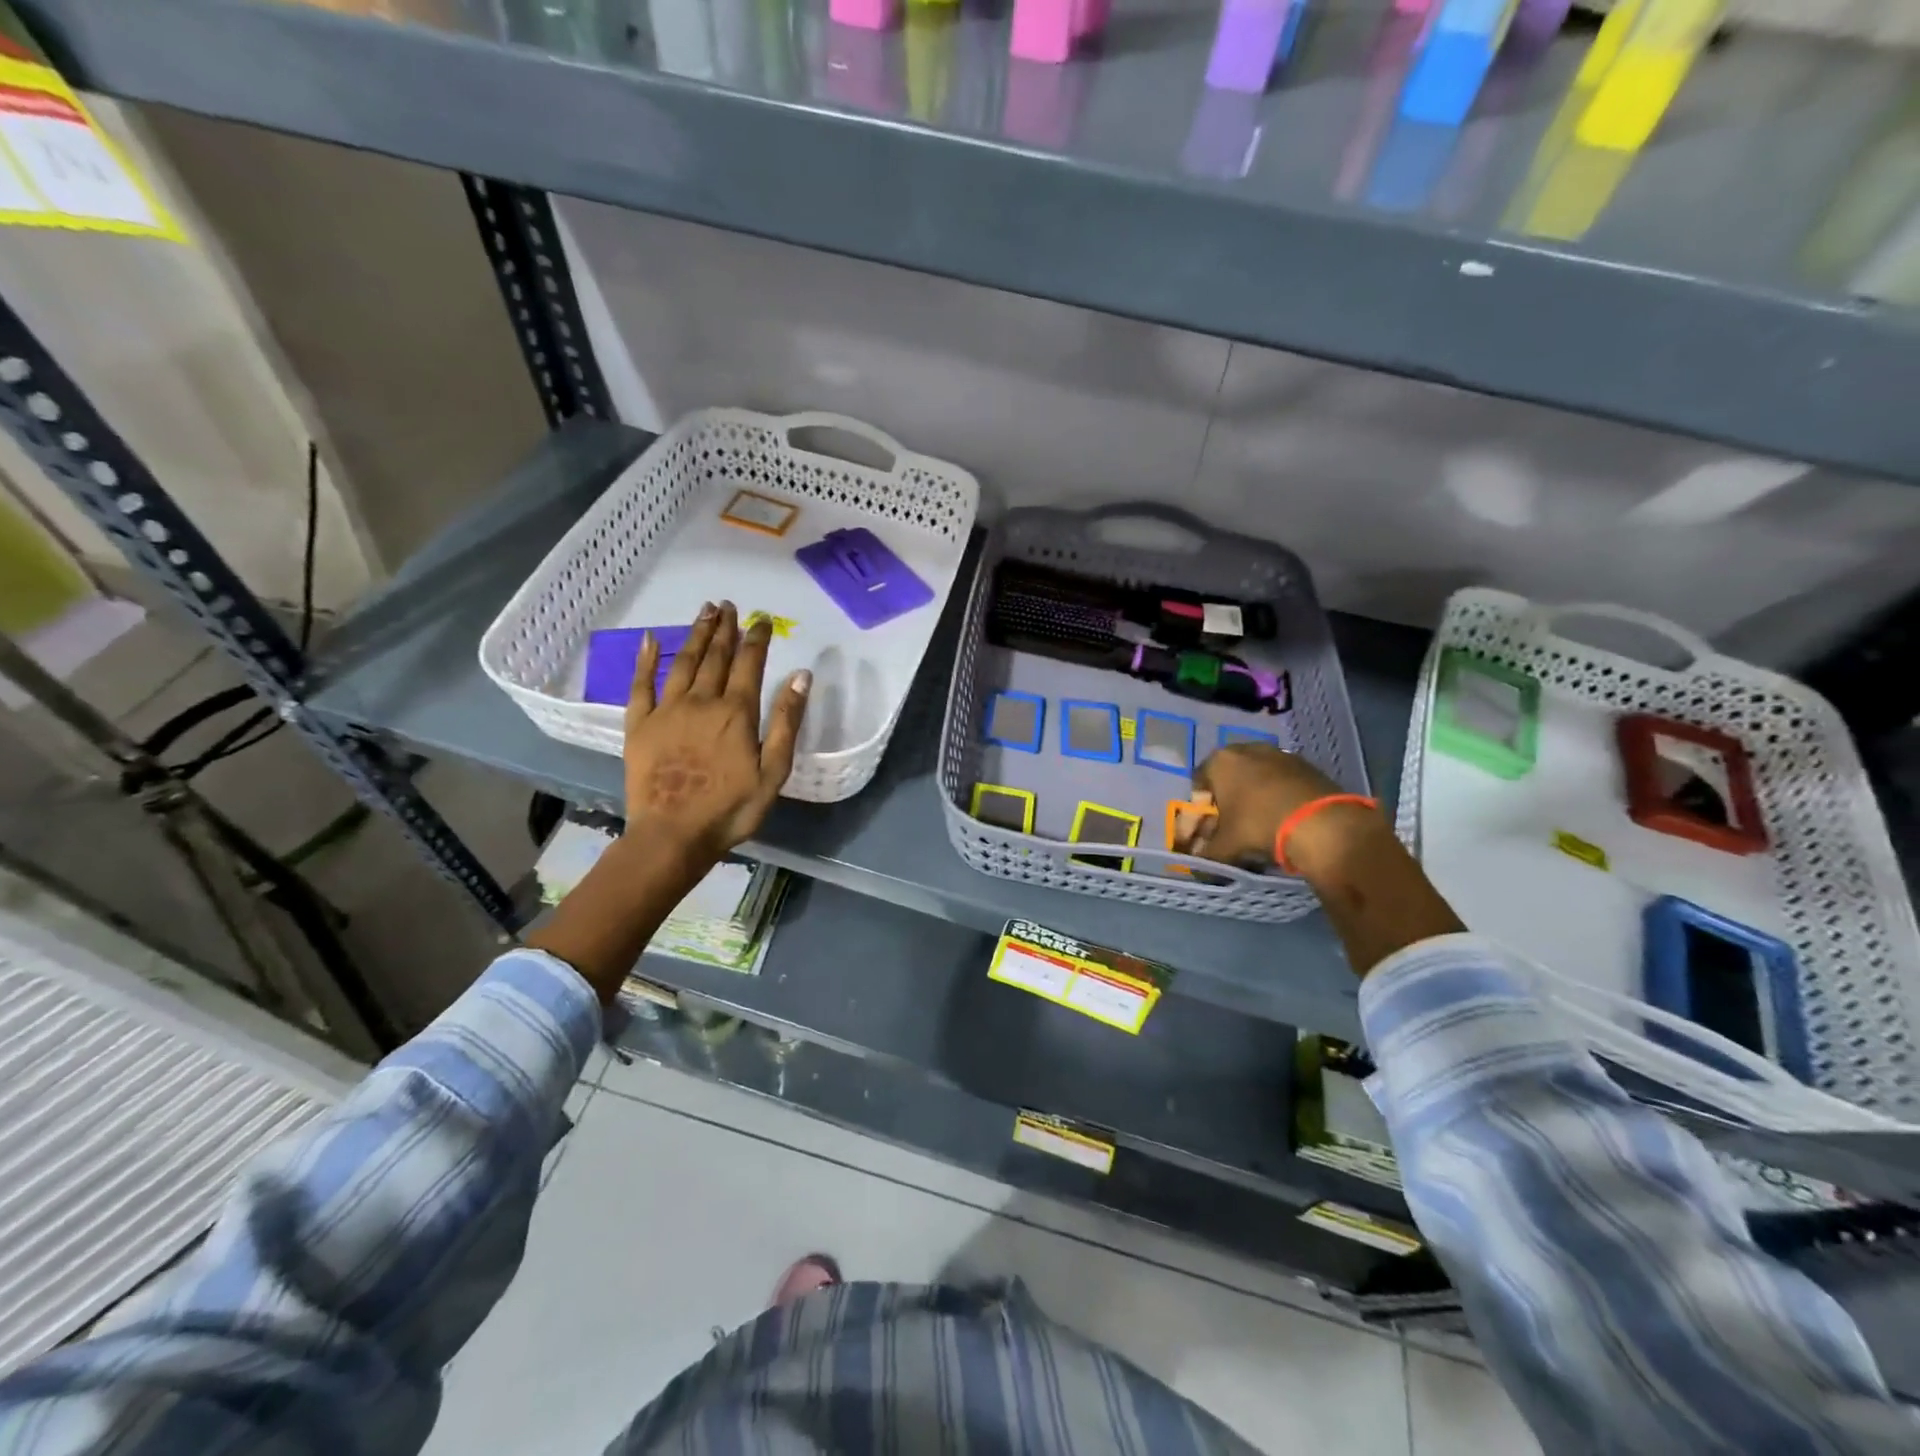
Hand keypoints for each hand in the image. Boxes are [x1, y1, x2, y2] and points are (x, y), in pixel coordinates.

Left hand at [623, 600, 809, 864]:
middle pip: (714, 656)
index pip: (749, 664)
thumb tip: (802, 675)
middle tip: (728, 605)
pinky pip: (641, 685)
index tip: (762, 619)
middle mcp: (701, 701)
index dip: (757, 638)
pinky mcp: (639, 725)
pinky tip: (650, 640)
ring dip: (695, 635)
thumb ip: (786, 721)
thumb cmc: (731, 808)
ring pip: (682, 662)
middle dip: (724, 628)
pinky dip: (645, 660)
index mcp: (736, 712)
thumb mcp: (774, 771)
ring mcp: (666, 711)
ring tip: (704, 612)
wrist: (673, 835)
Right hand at [1184, 742, 1375, 873]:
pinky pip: (1283, 779)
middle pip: (1229, 776)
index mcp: (1220, 761)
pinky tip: (1285, 816)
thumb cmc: (1259, 825)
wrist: (1321, 823)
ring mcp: (1279, 753)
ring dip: (1255, 795)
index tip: (1210, 826)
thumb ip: (1207, 855)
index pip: (1199, 782)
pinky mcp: (1306, 764)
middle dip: (1229, 797)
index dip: (1202, 806)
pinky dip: (1279, 794)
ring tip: (1262, 822)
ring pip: (1257, 776)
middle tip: (1234, 824)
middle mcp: (1246, 749)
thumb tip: (1198, 867)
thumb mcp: (1225, 847)